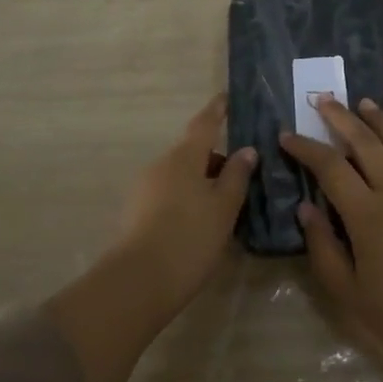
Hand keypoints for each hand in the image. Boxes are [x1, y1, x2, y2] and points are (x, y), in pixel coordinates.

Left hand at [115, 94, 254, 317]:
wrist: (137, 283)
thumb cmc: (189, 238)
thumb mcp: (224, 208)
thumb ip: (236, 176)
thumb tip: (246, 150)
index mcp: (184, 157)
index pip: (204, 124)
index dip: (217, 110)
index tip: (226, 97)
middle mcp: (161, 165)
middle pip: (192, 153)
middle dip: (215, 160)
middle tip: (242, 176)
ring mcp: (144, 189)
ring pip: (181, 176)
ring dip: (202, 183)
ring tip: (225, 207)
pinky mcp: (136, 214)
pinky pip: (169, 196)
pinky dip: (187, 200)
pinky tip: (201, 225)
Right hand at [280, 96, 382, 381]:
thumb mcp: (348, 295)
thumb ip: (324, 248)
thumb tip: (306, 209)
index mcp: (367, 215)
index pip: (330, 168)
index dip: (306, 149)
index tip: (287, 135)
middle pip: (366, 145)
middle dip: (342, 119)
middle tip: (325, 100)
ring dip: (381, 121)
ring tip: (364, 102)